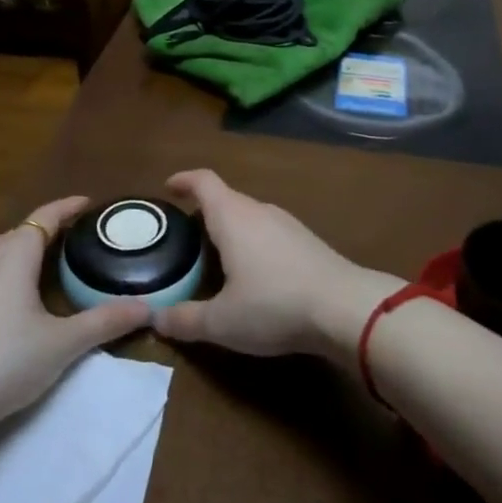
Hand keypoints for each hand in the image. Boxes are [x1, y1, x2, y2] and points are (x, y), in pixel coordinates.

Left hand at [0, 196, 151, 436]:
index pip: (43, 219)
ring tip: (29, 258)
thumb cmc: (6, 363)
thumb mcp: (64, 344)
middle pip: (18, 232)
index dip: (66, 208)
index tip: (87, 203)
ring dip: (11, 246)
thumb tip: (147, 307)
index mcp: (15, 257)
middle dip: (44, 229)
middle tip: (70, 238)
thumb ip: (105, 321)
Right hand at [152, 170, 402, 361]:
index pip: (203, 182)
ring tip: (218, 255)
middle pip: (226, 198)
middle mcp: (258, 210)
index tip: (169, 186)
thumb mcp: (222, 322)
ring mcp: (287, 223)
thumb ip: (185, 320)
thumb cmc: (274, 305)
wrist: (346, 308)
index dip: (183, 180)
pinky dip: (254, 243)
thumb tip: (155, 318)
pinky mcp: (308, 241)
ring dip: (231, 228)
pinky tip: (256, 273)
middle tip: (186, 236)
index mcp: (232, 217)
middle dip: (204, 211)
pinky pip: (270, 232)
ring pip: (250, 216)